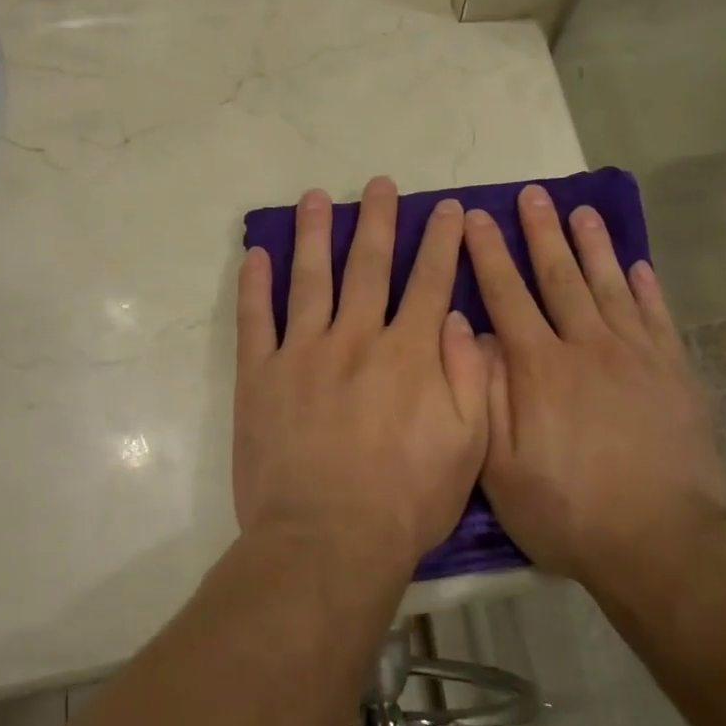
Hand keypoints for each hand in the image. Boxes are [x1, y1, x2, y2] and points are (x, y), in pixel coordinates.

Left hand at [233, 177, 488, 571]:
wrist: (328, 541)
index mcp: (409, 353)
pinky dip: (255, 285)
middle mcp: (357, 337)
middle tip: (381, 184)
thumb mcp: (467, 446)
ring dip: (315, 234)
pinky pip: (256, 320)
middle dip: (379, 220)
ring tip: (317, 198)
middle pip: (370, 265)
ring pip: (311, 278)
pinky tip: (257, 255)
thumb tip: (458, 318)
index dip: (441, 241)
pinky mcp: (261, 376)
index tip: (446, 209)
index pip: (429, 281)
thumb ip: (470, 377)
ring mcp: (303, 353)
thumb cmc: (407, 500)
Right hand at [465, 186, 725, 584]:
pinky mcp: (674, 373)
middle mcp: (587, 346)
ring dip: (594, 245)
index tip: (478, 217)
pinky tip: (640, 265)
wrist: (663, 542)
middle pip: (560, 277)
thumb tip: (471, 334)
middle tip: (534, 193)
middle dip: (542, 232)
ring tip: (583, 210)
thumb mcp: (501, 466)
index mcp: (540, 367)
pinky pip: (657, 316)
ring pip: (610, 285)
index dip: (489, 254)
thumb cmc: (569, 510)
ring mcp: (636, 356)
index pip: (507, 295)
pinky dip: (647, 287)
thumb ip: (483, 394)